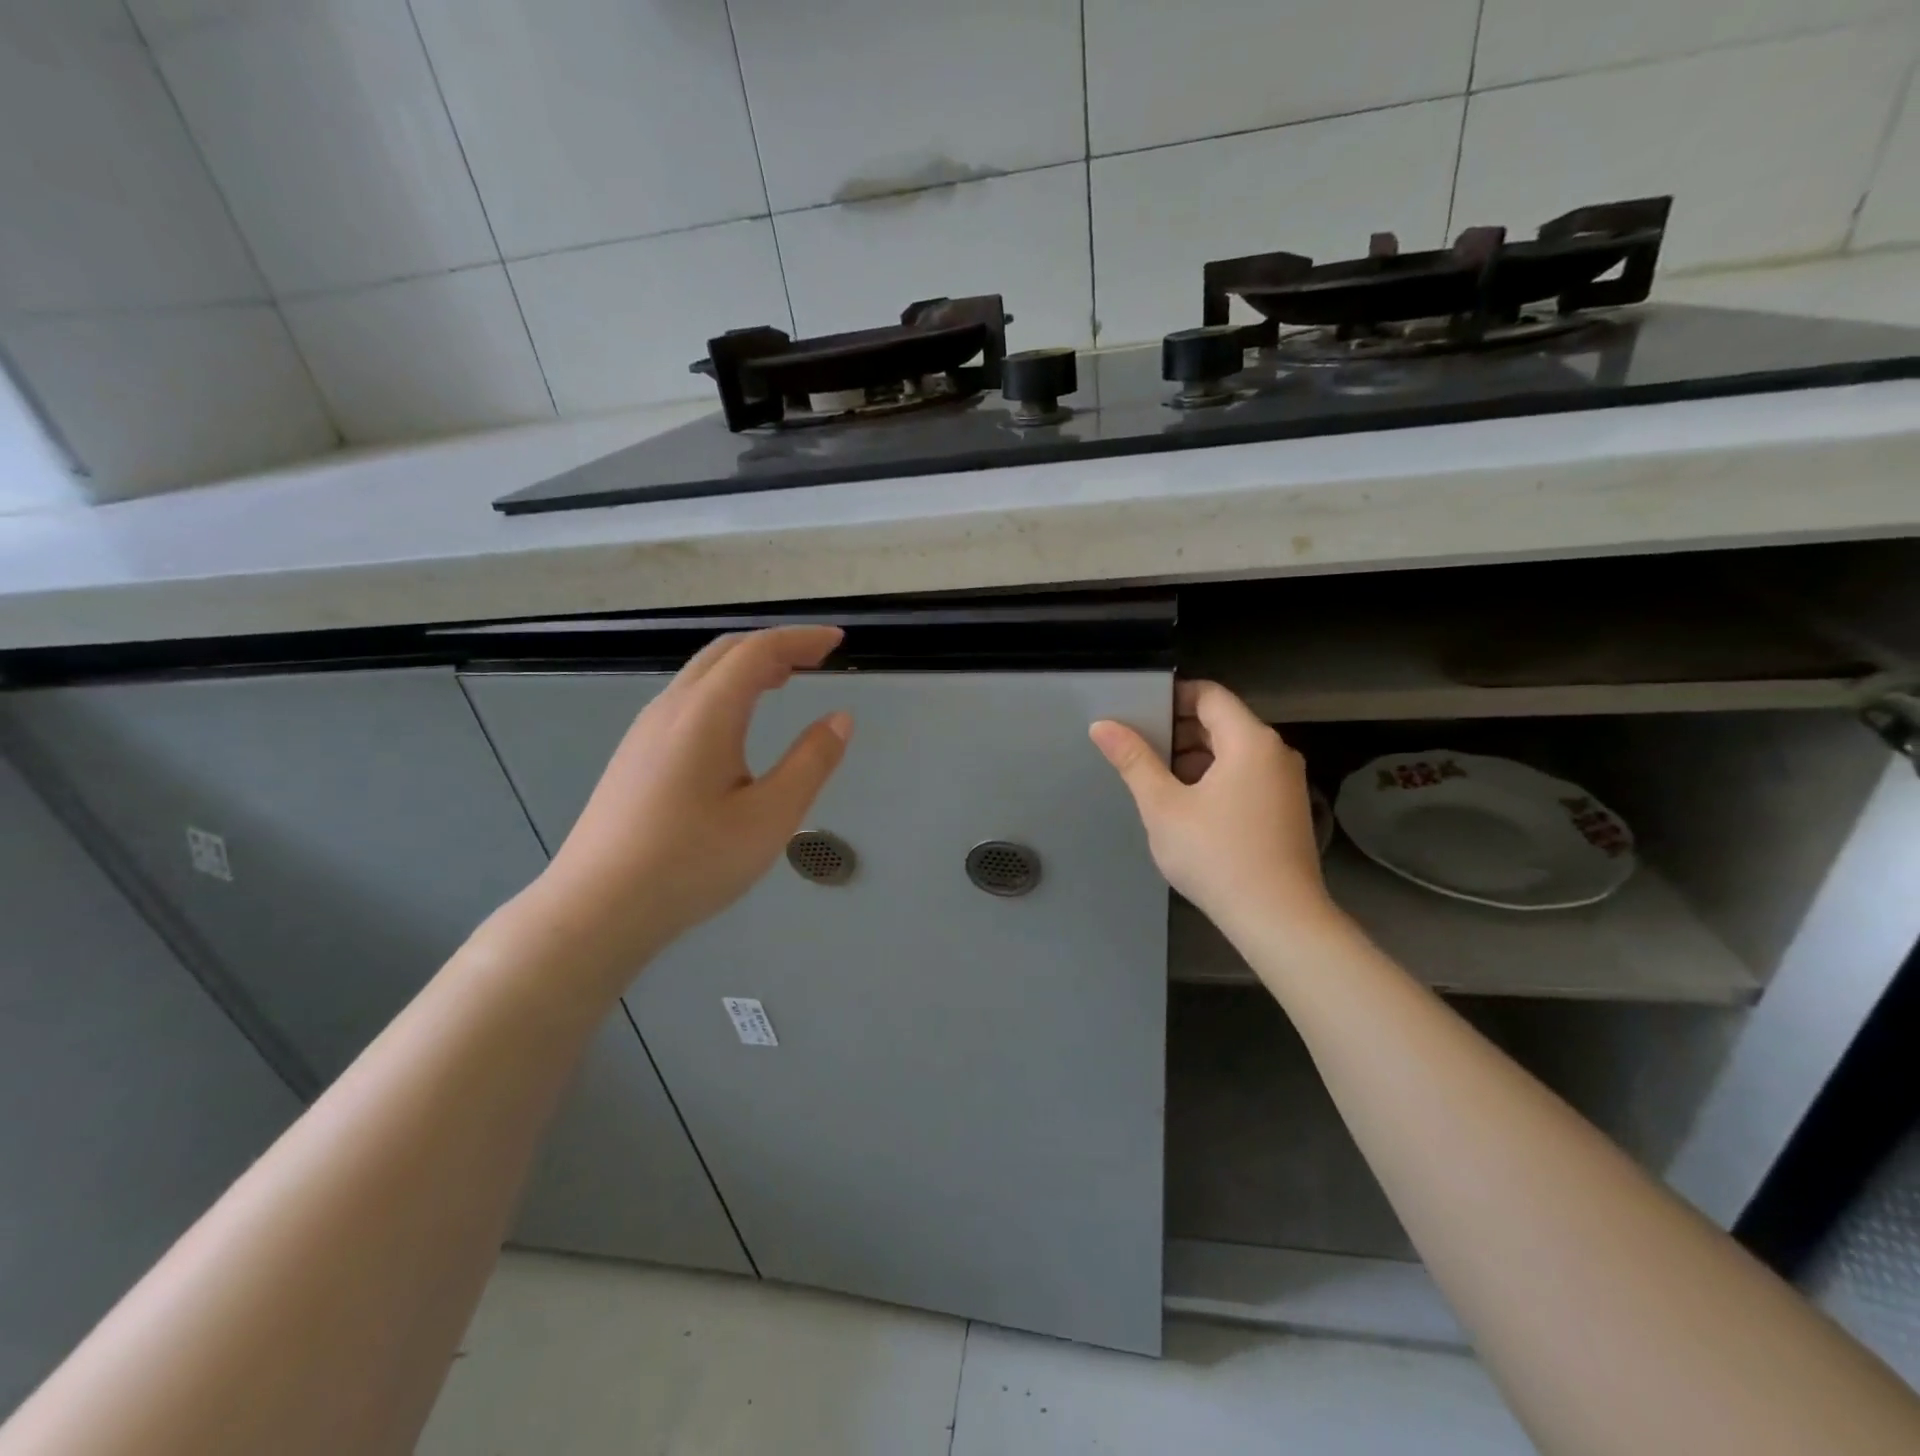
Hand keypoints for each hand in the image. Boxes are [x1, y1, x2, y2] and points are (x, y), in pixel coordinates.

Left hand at [524, 627, 851, 981]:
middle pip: (725, 653)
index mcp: (706, 713)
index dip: (801, 639)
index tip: (838, 640)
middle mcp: (671, 709)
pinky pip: (687, 701)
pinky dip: (724, 691)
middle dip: (774, 646)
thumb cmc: (692, 862)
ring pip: (701, 676)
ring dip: (747, 667)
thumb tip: (840, 718)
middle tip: (815, 657)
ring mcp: (645, 732)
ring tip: (783, 681)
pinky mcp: (634, 757)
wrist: (596, 909)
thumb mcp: (770, 816)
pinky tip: (736, 725)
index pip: (758, 651)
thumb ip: (811, 762)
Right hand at [1089, 680, 1335, 936]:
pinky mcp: (1287, 809)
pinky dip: (1215, 778)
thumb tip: (1102, 725)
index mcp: (1250, 740)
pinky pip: (1246, 776)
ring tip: (1156, 781)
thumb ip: (1133, 760)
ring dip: (1194, 757)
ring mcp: (1286, 782)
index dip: (1171, 697)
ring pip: (1233, 752)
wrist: (1278, 919)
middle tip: (1138, 749)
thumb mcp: (1163, 806)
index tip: (1137, 714)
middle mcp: (1275, 752)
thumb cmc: (1216, 855)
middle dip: (1178, 731)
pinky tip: (1188, 807)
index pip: (1209, 695)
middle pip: (1222, 722)